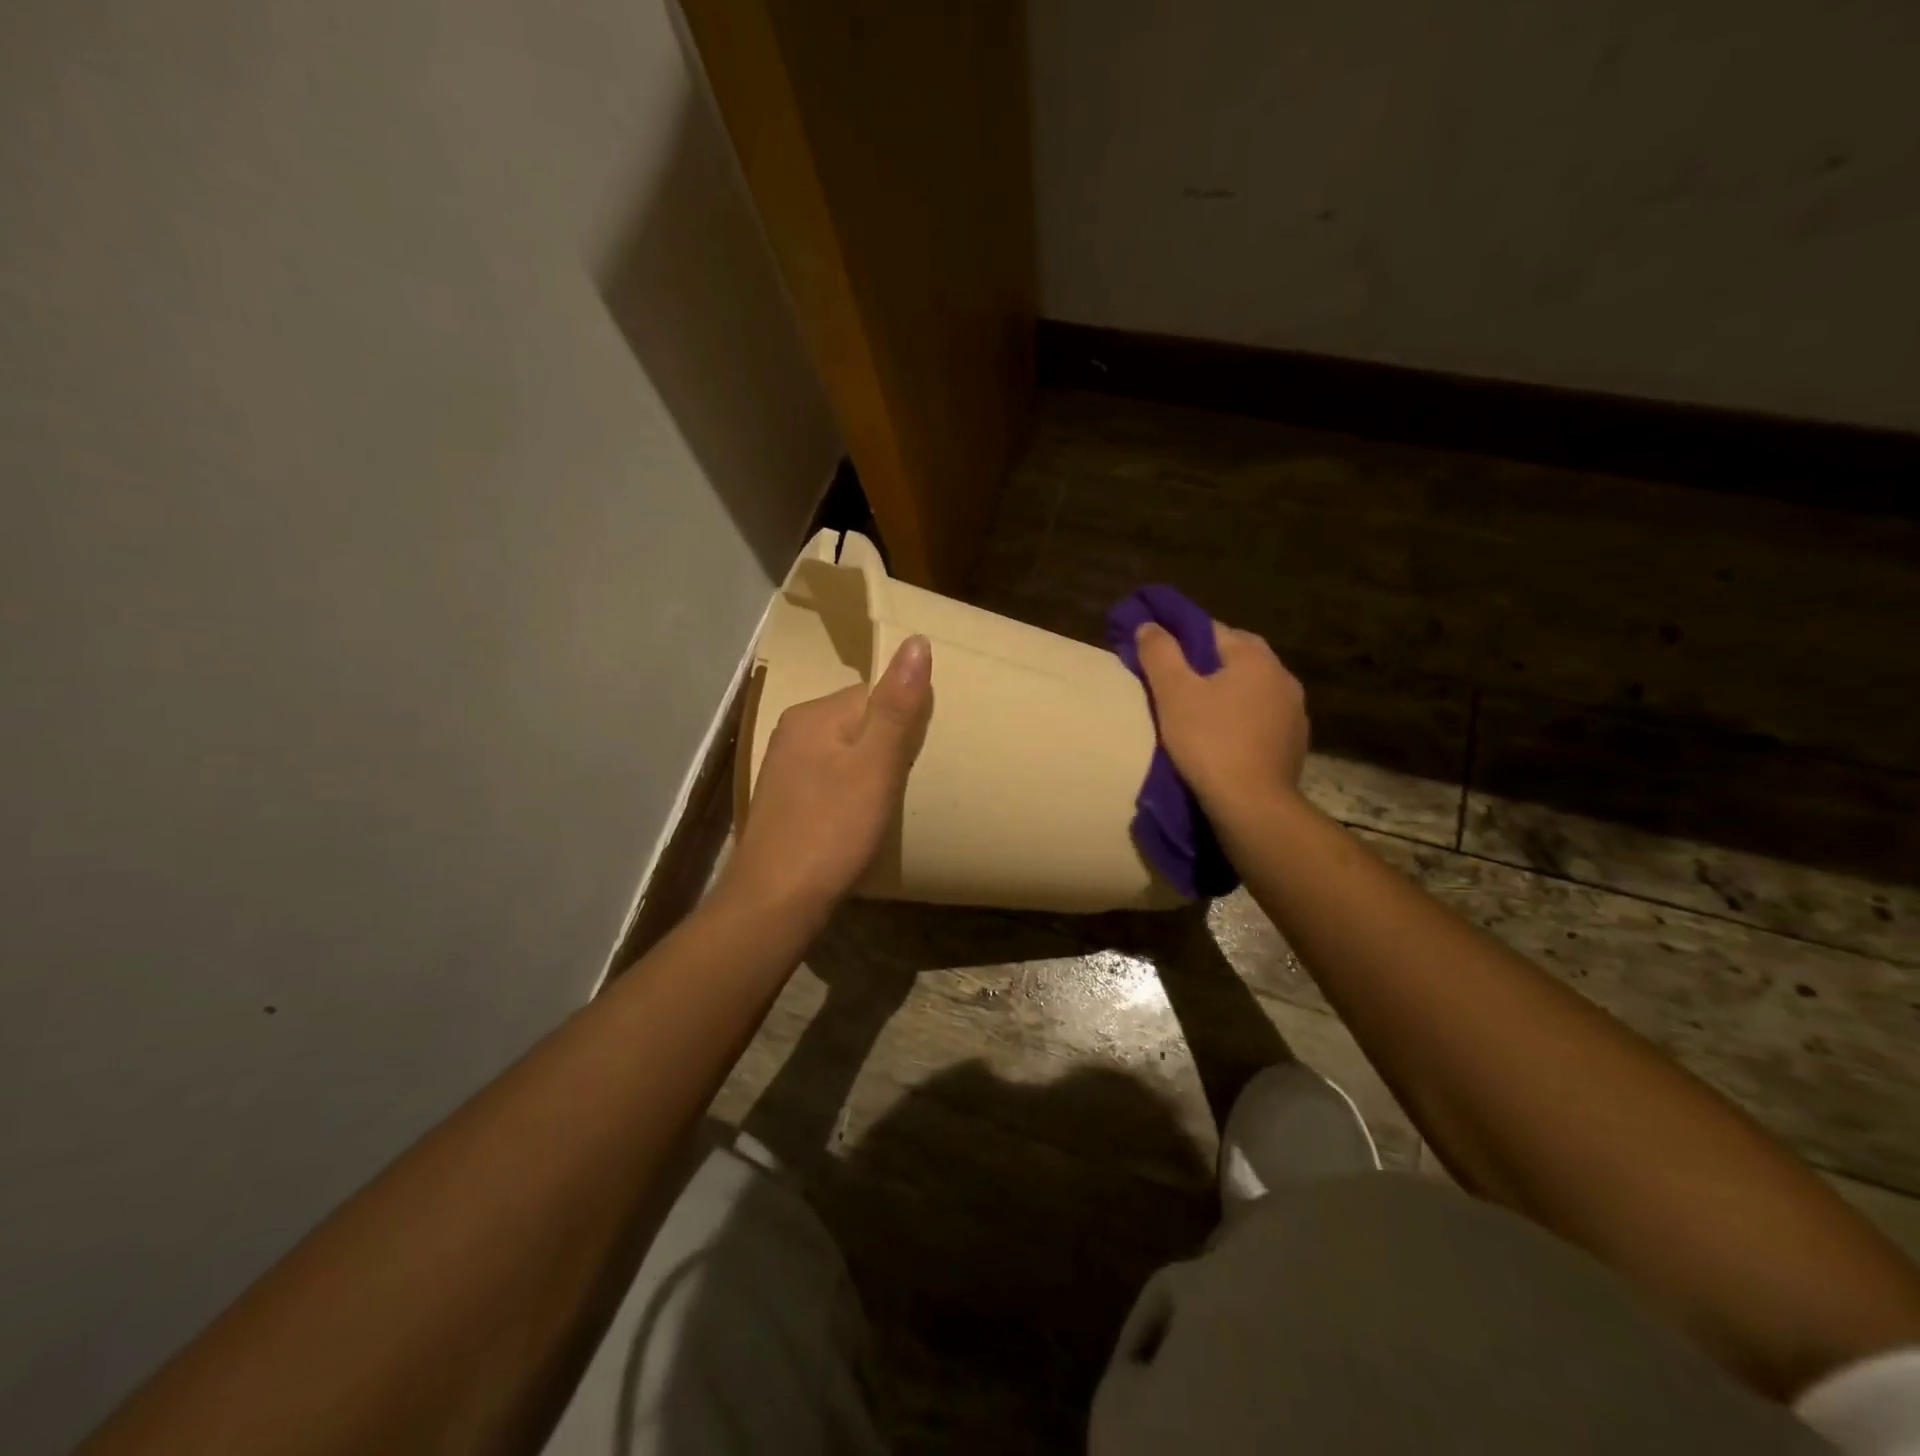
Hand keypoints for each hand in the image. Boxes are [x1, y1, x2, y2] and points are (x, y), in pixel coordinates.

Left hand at [721, 635, 932, 916]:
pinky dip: (853, 790)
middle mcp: (793, 732)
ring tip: (894, 799)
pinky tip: (862, 816)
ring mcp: (786, 768)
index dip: (905, 718)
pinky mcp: (787, 801)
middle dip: (890, 743)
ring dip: (873, 769)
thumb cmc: (831, 830)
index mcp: (812, 714)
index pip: (874, 693)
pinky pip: (833, 778)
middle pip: (860, 721)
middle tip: (914, 778)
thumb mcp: (874, 766)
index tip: (925, 750)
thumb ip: (896, 706)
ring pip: (847, 752)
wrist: (775, 902)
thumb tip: (916, 641)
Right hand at [1134, 620, 1307, 813]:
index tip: (1158, 651)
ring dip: (1228, 691)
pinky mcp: (1294, 742)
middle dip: (1207, 663)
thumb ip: (1159, 653)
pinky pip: (1262, 717)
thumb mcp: (1173, 693)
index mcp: (1254, 656)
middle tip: (1176, 682)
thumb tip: (1149, 625)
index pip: (1212, 629)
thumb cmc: (1209, 742)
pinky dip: (1242, 719)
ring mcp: (1294, 711)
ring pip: (1252, 688)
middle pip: (1236, 656)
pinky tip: (1223, 736)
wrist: (1252, 805)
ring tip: (1198, 710)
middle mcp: (1282, 675)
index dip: (1181, 636)